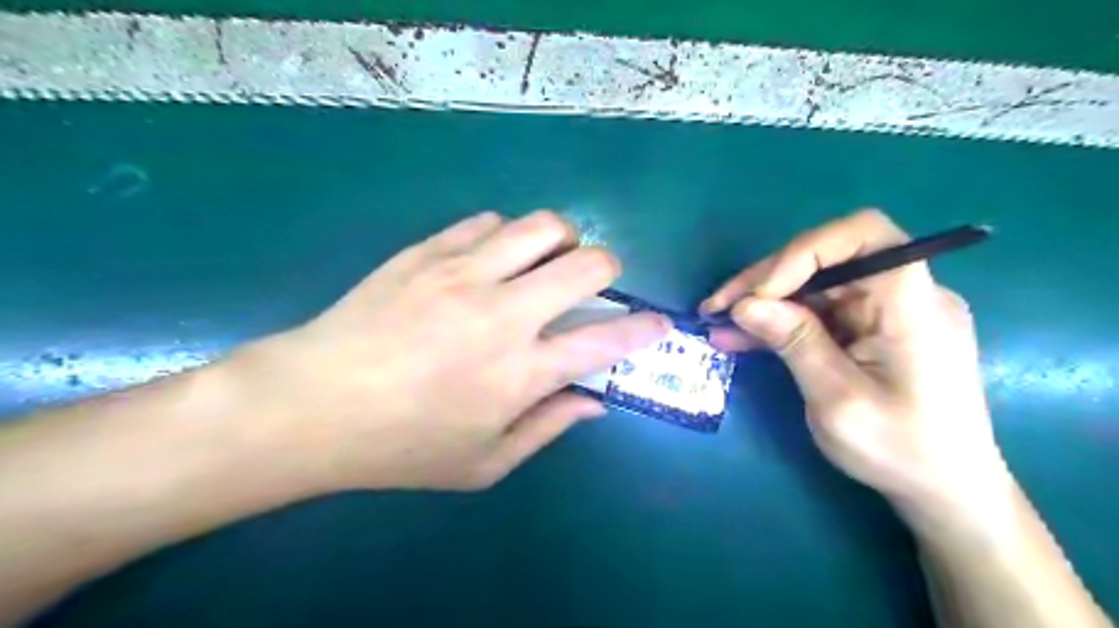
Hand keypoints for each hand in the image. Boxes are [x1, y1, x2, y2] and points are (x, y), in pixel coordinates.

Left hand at [229, 213, 662, 493]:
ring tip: (543, 262)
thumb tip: (594, 401)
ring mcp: (463, 274)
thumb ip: (547, 428)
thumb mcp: (483, 464)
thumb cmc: (400, 447)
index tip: (658, 323)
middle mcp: (502, 313)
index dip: (644, 328)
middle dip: (606, 269)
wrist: (311, 405)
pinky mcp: (427, 252)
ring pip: (541, 226)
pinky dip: (504, 236)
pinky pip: (487, 222)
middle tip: (591, 285)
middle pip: (586, 263)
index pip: (605, 340)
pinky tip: (489, 259)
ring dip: (559, 240)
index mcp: (520, 372)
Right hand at [706, 208, 1014, 518]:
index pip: (865, 236)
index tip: (761, 291)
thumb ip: (795, 344)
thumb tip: (745, 304)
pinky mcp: (868, 328)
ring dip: (763, 300)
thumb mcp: (839, 402)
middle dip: (767, 279)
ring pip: (813, 284)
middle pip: (827, 258)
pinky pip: (817, 311)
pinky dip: (778, 321)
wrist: (945, 488)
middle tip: (717, 306)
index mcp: (912, 307)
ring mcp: (884, 311)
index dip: (806, 250)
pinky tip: (739, 335)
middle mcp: (902, 295)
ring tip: (717, 320)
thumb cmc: (901, 451)